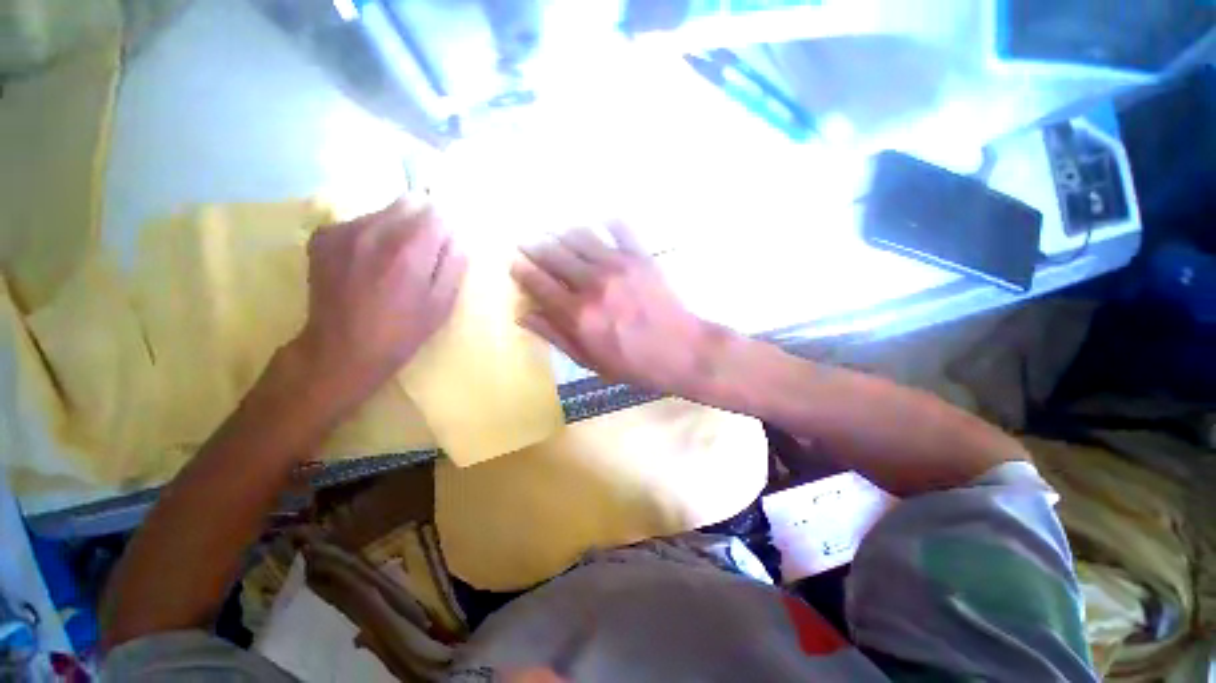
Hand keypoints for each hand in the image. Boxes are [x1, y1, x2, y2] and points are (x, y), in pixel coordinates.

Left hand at [291, 199, 465, 411]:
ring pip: (384, 211)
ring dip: (396, 228)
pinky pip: (359, 222)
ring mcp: (344, 230)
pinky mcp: (323, 236)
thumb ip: (455, 263)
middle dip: (423, 222)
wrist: (342, 349)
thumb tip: (458, 236)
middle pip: (410, 202)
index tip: (446, 245)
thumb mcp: (443, 303)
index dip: (447, 227)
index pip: (438, 212)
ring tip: (393, 261)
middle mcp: (375, 229)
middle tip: (423, 252)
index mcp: (410, 248)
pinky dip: (371, 235)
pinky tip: (367, 263)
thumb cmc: (403, 331)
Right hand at [511, 222, 721, 395]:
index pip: (538, 282)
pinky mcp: (640, 257)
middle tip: (530, 246)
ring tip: (558, 237)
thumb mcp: (589, 360)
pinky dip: (605, 224)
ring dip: (563, 235)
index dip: (522, 271)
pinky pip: (618, 227)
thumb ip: (555, 335)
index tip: (516, 264)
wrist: (682, 352)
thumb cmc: (633, 363)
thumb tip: (524, 314)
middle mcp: (593, 283)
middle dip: (536, 248)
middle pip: (553, 253)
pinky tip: (599, 227)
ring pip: (579, 236)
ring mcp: (618, 265)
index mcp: (578, 314)